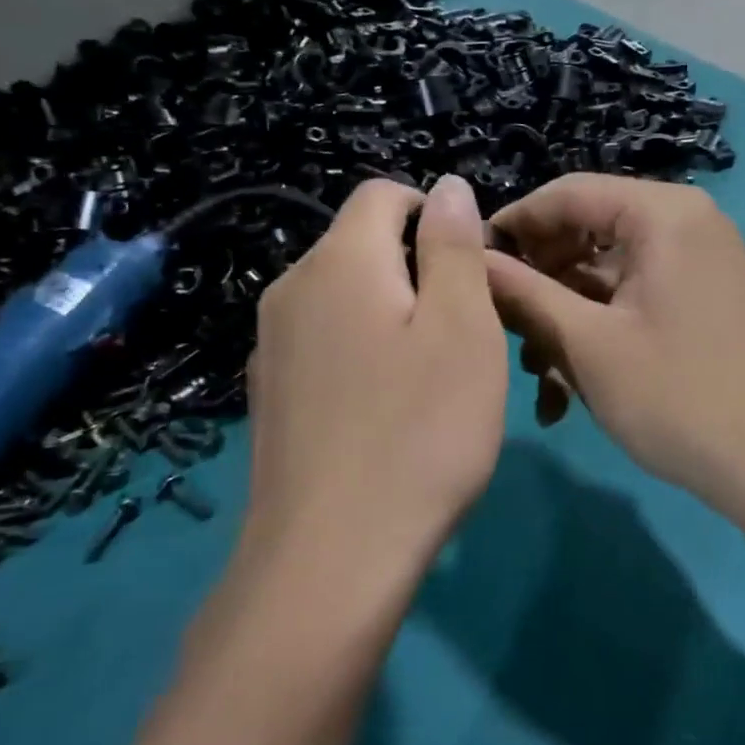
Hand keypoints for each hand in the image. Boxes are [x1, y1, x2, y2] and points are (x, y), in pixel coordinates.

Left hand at [238, 175, 507, 580]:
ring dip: (396, 314)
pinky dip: (365, 352)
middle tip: (465, 335)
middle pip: (364, 245)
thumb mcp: (463, 328)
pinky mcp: (271, 394)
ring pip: (348, 297)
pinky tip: (388, 411)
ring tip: (432, 378)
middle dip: (420, 270)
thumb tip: (449, 187)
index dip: (437, 215)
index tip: (473, 274)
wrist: (331, 558)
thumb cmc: (420, 431)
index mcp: (339, 261)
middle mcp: (291, 289)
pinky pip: (328, 342)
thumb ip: (454, 247)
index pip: (384, 193)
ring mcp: (272, 345)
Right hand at [485, 175, 744, 533]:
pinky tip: (568, 383)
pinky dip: (598, 327)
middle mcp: (686, 223)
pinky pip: (633, 294)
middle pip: (587, 230)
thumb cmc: (674, 398)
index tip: (468, 263)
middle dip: (540, 280)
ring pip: (606, 270)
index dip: (513, 224)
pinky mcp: (700, 297)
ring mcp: (698, 262)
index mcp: (664, 214)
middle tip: (503, 326)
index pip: (568, 193)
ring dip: (564, 314)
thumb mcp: (586, 344)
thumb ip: (523, 293)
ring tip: (536, 371)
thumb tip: (470, 259)